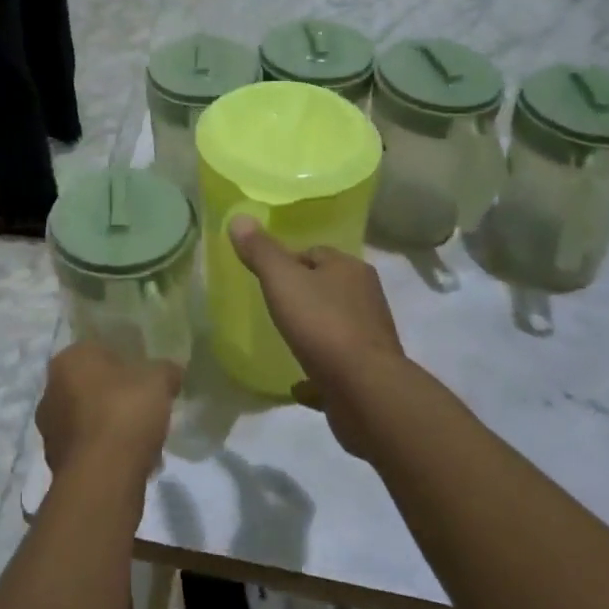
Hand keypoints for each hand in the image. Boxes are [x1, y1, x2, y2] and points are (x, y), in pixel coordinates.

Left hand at [36, 342, 181, 482]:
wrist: (102, 477)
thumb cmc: (125, 412)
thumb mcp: (158, 380)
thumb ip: (166, 370)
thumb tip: (173, 371)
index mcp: (69, 359)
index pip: (98, 350)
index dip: (125, 361)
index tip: (144, 377)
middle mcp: (51, 390)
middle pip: (91, 386)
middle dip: (116, 396)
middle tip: (144, 407)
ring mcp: (50, 429)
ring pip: (88, 420)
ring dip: (111, 427)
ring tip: (144, 440)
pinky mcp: (57, 463)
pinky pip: (88, 450)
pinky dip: (107, 454)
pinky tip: (134, 463)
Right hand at [228, 218, 404, 453]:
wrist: (366, 392)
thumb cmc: (323, 325)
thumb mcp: (282, 280)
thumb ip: (260, 250)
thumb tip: (239, 217)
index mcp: (350, 268)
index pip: (315, 253)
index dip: (288, 262)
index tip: (266, 278)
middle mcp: (365, 297)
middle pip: (326, 287)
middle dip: (302, 295)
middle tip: (272, 307)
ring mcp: (370, 337)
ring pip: (334, 325)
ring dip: (312, 331)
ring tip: (284, 340)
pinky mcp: (369, 372)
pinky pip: (336, 364)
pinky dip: (318, 370)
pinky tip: (298, 382)